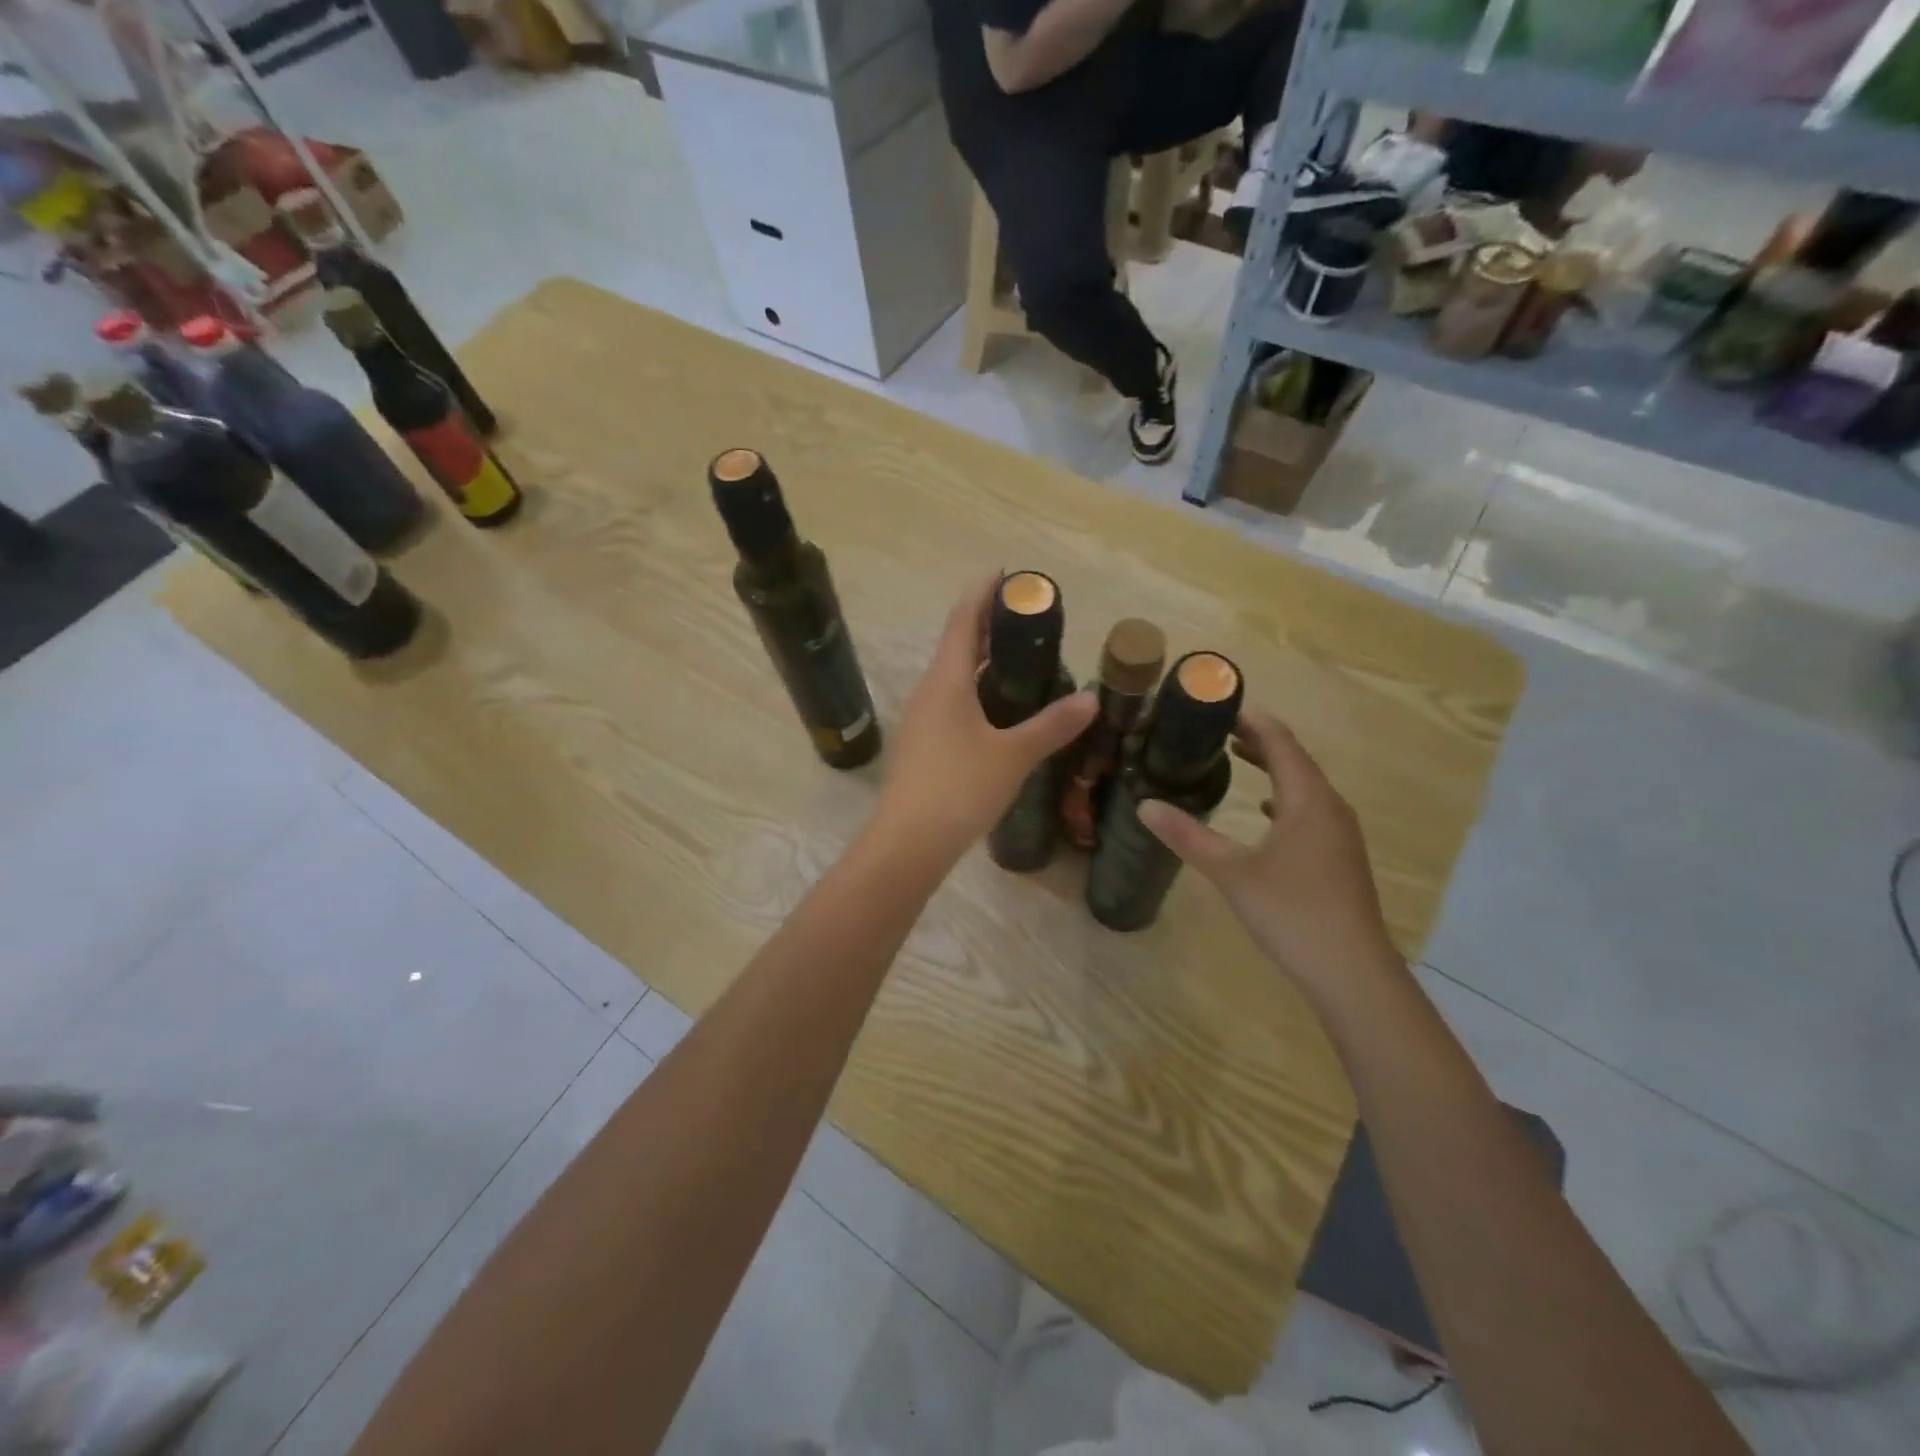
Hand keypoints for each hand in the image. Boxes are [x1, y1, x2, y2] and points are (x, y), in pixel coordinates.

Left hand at [874, 574, 1095, 860]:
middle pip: (956, 645)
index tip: (1006, 573)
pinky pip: (950, 702)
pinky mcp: (922, 745)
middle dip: (987, 625)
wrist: (908, 843)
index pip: (962, 620)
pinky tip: (997, 710)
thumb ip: (1051, 726)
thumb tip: (1090, 698)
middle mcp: (928, 691)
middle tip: (1026, 617)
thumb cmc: (959, 789)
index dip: (983, 592)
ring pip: (952, 676)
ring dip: (980, 660)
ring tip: (1017, 658)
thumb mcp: (1012, 756)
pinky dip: (975, 691)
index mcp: (945, 681)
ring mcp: (921, 720)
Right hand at [1138, 709, 1402, 1000]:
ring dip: (1271, 767)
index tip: (1217, 705)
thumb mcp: (1231, 872)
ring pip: (1303, 785)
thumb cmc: (1292, 911)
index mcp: (1307, 799)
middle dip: (1257, 739)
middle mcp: (1329, 806)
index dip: (1250, 719)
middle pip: (1294, 758)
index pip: (1280, 740)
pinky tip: (1264, 812)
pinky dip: (1283, 798)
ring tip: (1235, 757)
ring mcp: (1339, 833)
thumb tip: (1144, 806)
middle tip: (1216, 728)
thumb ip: (1188, 836)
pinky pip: (1309, 810)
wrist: (1351, 971)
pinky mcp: (1339, 856)